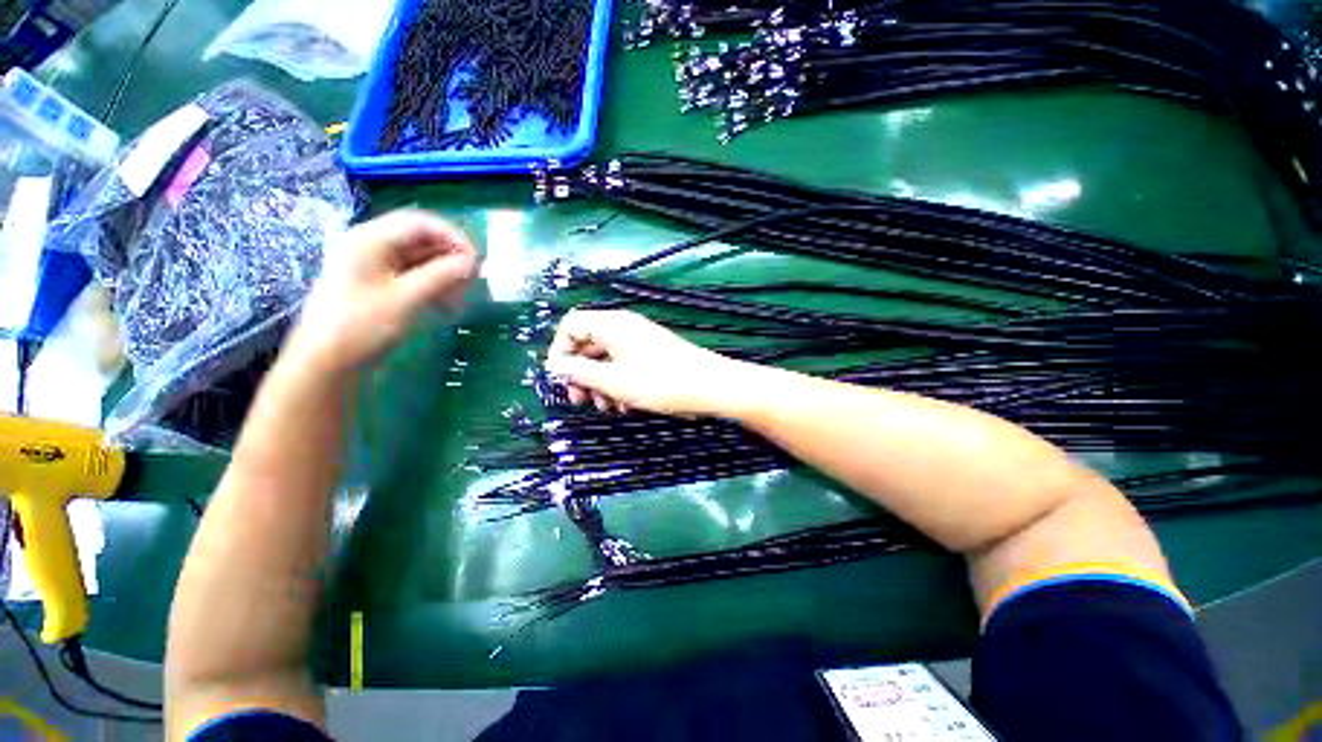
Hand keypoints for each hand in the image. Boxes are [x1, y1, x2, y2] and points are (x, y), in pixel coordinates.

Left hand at [288, 210, 479, 373]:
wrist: (325, 362)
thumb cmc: (361, 325)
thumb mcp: (406, 298)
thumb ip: (442, 276)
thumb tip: (474, 263)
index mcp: (370, 239)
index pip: (420, 222)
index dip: (453, 236)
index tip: (477, 260)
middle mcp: (370, 245)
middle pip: (420, 239)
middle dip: (450, 256)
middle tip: (474, 278)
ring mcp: (373, 266)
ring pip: (418, 258)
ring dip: (445, 272)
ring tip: (463, 293)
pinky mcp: (377, 285)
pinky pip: (412, 275)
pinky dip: (433, 284)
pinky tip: (448, 301)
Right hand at [544, 309, 742, 416]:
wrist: (709, 386)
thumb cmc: (659, 382)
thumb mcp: (613, 381)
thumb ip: (579, 372)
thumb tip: (554, 365)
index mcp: (611, 325)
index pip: (571, 326)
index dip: (560, 351)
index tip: (561, 379)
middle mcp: (623, 327)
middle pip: (587, 344)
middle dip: (580, 374)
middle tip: (581, 401)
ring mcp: (638, 341)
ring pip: (605, 359)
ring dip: (599, 383)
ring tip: (607, 408)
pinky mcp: (650, 355)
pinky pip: (623, 365)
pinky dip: (618, 384)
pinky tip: (625, 406)